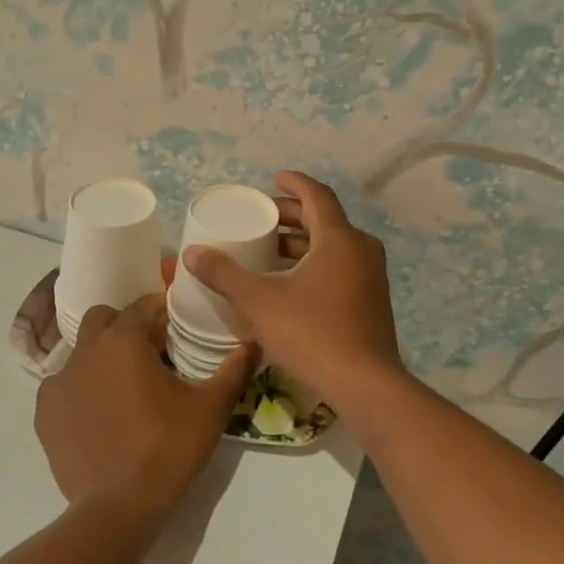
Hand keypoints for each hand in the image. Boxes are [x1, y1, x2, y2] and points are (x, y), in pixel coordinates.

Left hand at [35, 294, 257, 525]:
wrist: (118, 506)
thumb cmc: (168, 447)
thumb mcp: (211, 407)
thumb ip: (233, 369)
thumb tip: (254, 342)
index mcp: (123, 341)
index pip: (141, 306)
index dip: (160, 311)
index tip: (176, 327)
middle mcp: (85, 352)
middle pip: (103, 320)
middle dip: (125, 326)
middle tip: (149, 353)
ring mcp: (58, 384)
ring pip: (80, 353)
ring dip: (101, 358)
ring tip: (123, 387)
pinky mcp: (44, 415)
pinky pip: (63, 387)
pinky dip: (80, 390)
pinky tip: (99, 415)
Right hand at [180, 171, 401, 408]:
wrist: (365, 384)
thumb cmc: (312, 334)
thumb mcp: (259, 302)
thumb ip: (225, 275)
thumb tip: (192, 254)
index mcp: (339, 239)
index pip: (317, 195)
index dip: (293, 183)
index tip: (272, 179)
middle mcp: (361, 250)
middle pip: (324, 220)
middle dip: (292, 216)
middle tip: (262, 218)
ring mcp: (371, 276)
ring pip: (333, 246)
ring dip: (301, 243)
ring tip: (268, 250)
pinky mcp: (371, 300)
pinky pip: (340, 267)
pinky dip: (314, 264)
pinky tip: (289, 283)